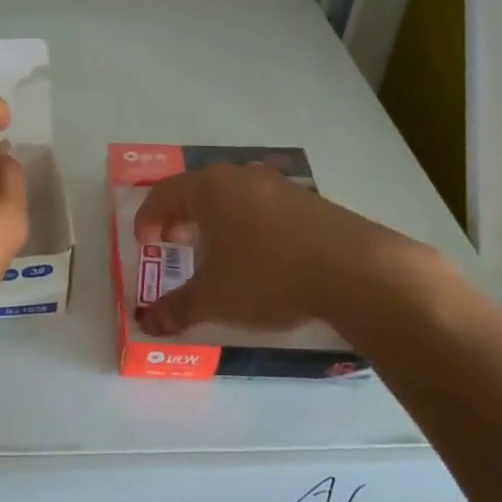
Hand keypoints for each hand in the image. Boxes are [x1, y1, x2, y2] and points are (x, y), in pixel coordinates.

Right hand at [133, 163, 427, 336]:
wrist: (356, 270)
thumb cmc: (267, 275)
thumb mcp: (214, 298)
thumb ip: (176, 309)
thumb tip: (148, 324)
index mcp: (210, 189)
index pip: (164, 195)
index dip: (148, 219)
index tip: (145, 244)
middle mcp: (241, 178)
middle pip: (198, 191)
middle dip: (180, 218)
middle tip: (174, 245)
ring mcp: (280, 187)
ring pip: (233, 198)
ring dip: (216, 223)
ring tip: (216, 254)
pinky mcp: (310, 203)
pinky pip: (263, 208)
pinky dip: (247, 227)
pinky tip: (258, 257)